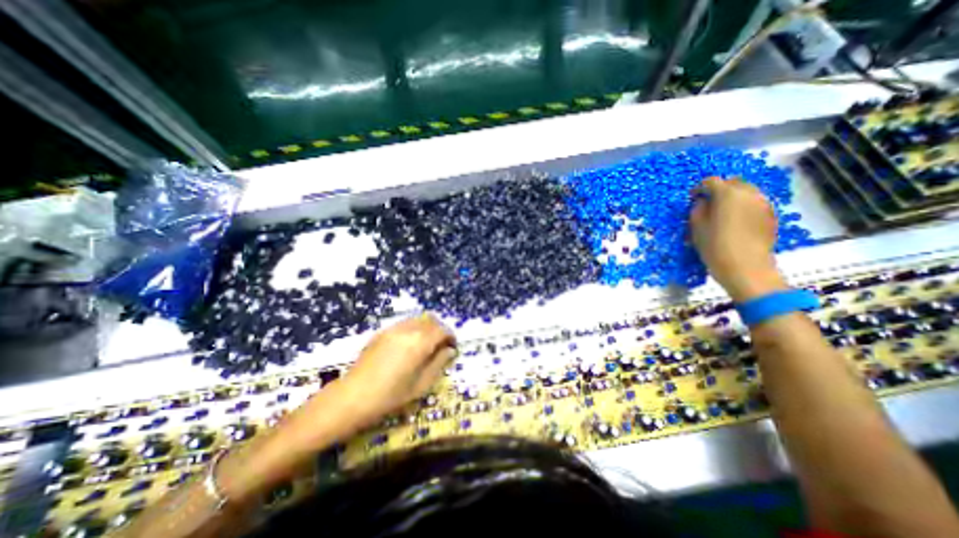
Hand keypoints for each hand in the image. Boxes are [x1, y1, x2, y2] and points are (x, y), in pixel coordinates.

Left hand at [218, 315, 455, 504]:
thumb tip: (450, 350)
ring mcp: (393, 328)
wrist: (351, 398)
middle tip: (442, 346)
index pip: (442, 330)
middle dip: (440, 329)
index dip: (451, 337)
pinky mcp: (383, 331)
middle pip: (431, 319)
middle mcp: (408, 329)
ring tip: (427, 346)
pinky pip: (405, 323)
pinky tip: (410, 346)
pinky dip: (415, 328)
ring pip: (418, 319)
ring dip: (428, 327)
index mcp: (419, 342)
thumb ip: (439, 363)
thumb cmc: (389, 396)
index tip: (453, 348)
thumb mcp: (420, 385)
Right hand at [690, 176, 785, 301]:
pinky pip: (754, 203)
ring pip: (747, 191)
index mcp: (728, 194)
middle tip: (707, 202)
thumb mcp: (696, 227)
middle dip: (719, 189)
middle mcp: (749, 193)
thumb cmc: (715, 246)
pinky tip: (735, 221)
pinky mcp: (771, 215)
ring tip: (722, 212)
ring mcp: (763, 203)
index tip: (692, 198)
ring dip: (733, 197)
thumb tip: (702, 202)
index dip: (699, 188)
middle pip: (733, 182)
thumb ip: (698, 209)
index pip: (711, 181)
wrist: (746, 267)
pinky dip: (743, 206)